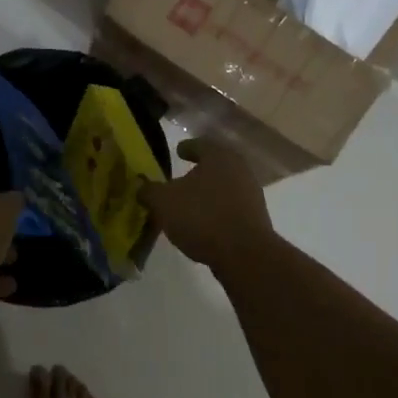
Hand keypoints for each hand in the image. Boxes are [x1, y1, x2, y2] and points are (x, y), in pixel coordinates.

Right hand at [144, 138, 273, 271]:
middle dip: (198, 171)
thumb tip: (141, 186)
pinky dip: (216, 210)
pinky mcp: (256, 218)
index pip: (200, 144)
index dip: (186, 148)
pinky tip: (203, 223)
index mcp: (218, 156)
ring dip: (208, 193)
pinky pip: (230, 207)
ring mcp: (250, 193)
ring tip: (189, 203)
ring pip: (224, 186)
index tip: (178, 151)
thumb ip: (149, 190)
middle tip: (181, 178)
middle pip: (215, 165)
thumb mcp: (164, 202)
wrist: (244, 254)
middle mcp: (239, 169)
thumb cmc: (201, 216)